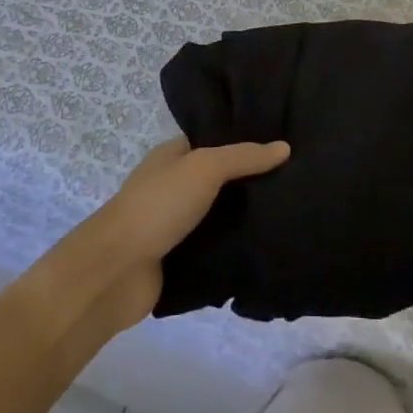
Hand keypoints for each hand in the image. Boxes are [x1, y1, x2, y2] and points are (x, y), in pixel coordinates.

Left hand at [71, 138, 289, 329]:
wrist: (115, 272)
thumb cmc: (157, 206)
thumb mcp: (204, 168)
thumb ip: (244, 157)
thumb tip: (285, 147)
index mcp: (173, 156)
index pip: (215, 140)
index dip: (246, 140)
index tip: (284, 142)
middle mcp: (174, 187)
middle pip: (221, 179)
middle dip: (252, 181)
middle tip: (297, 179)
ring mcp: (176, 225)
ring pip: (220, 216)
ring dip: (246, 217)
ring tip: (292, 211)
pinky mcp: (180, 261)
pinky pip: (216, 249)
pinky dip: (236, 248)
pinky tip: (269, 245)